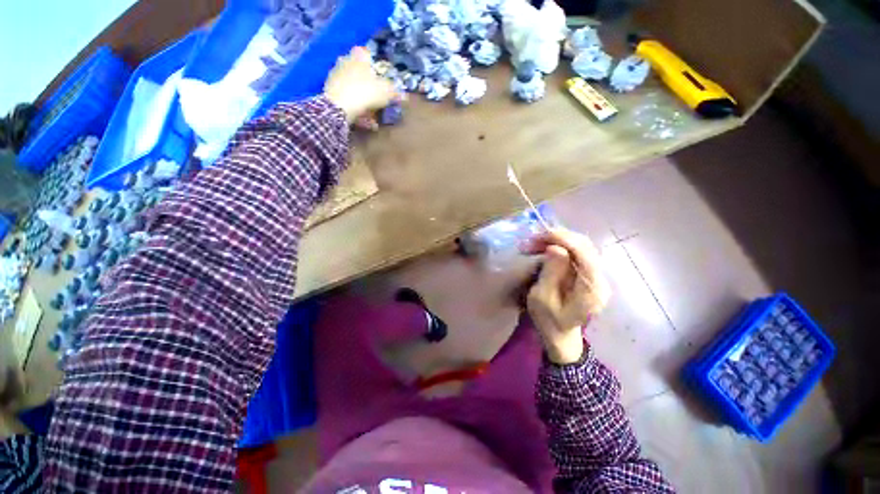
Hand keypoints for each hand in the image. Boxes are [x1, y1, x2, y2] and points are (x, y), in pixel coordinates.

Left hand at [324, 47, 402, 127]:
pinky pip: (348, 98)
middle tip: (379, 98)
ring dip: (363, 99)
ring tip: (373, 115)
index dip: (377, 65)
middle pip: (360, 71)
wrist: (339, 106)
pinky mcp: (330, 91)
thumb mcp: (386, 92)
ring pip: (354, 87)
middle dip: (369, 84)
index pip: (368, 53)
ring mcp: (336, 76)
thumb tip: (404, 95)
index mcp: (359, 56)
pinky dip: (356, 108)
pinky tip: (365, 121)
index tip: (382, 77)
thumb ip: (395, 92)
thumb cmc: (365, 92)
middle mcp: (345, 61)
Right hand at [522, 229, 611, 364]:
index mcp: (592, 289)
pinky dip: (560, 245)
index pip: (585, 254)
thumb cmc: (549, 320)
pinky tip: (546, 245)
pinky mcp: (588, 273)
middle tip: (534, 238)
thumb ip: (551, 273)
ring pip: (581, 246)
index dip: (565, 239)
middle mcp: (600, 279)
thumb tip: (556, 248)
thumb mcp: (542, 299)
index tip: (541, 234)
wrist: (560, 335)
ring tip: (536, 240)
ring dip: (558, 239)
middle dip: (559, 237)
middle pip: (585, 246)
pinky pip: (577, 252)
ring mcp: (596, 275)